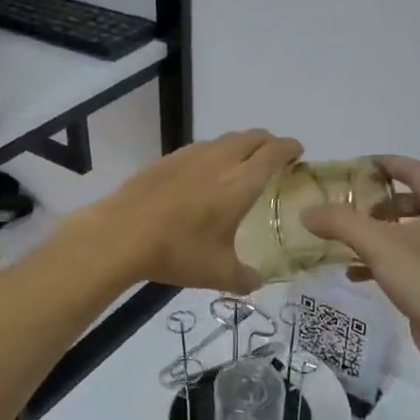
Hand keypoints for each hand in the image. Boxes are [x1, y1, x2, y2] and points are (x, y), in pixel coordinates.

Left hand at [81, 129, 302, 292]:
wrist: (120, 234)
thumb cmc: (177, 252)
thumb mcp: (217, 273)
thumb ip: (244, 278)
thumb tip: (256, 282)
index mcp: (240, 182)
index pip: (275, 152)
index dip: (290, 148)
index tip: (298, 154)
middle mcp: (220, 160)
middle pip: (253, 137)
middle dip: (269, 143)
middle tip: (275, 159)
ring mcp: (191, 156)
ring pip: (226, 139)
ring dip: (242, 145)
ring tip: (242, 164)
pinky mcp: (168, 159)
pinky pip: (202, 148)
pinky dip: (215, 153)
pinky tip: (205, 174)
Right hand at [300, 156, 419, 375]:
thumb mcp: (379, 244)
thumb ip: (341, 222)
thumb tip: (307, 212)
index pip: (413, 169)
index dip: (384, 163)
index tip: (354, 166)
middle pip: (408, 200)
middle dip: (375, 202)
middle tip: (345, 208)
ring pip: (404, 232)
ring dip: (375, 233)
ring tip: (343, 239)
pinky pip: (404, 260)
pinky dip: (379, 261)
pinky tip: (353, 273)